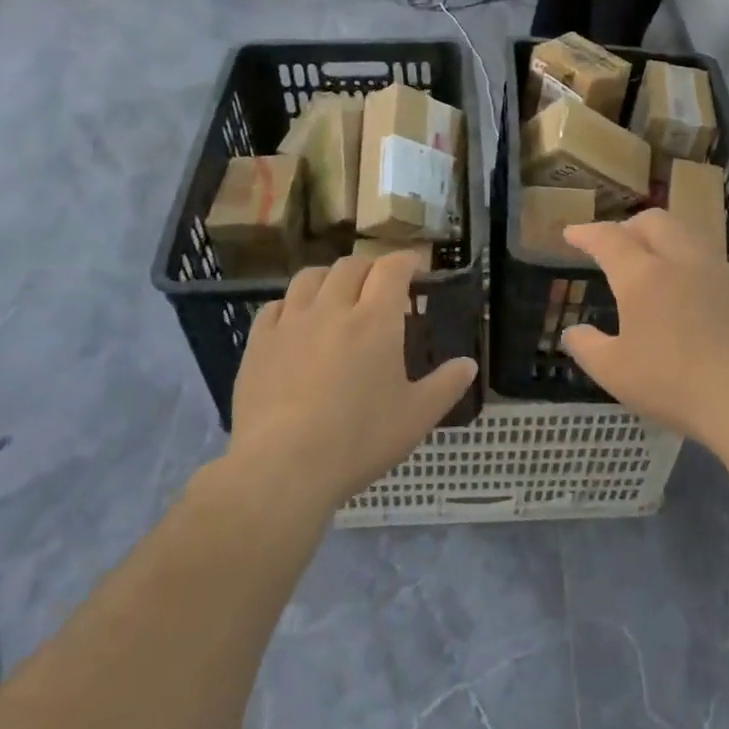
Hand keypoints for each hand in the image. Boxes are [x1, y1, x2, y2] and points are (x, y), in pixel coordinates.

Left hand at [230, 252, 477, 514]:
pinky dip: (293, 303)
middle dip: (370, 268)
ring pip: (309, 277)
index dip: (406, 260)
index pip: (391, 269)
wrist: (282, 467)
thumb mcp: (416, 418)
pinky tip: (297, 322)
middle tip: (380, 285)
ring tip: (337, 294)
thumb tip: (469, 365)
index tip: (415, 266)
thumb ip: (446, 386)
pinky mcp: (259, 342)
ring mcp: (290, 323)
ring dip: (330, 277)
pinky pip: (276, 305)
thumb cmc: (358, 440)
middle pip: (351, 266)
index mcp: (375, 321)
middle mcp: (332, 308)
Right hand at [561, 210, 728, 454]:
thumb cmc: (673, 385)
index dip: (587, 233)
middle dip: (629, 226)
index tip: (571, 234)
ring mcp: (722, 274)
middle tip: (616, 245)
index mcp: (644, 276)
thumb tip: (573, 332)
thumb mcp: (614, 373)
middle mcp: (683, 262)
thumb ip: (586, 347)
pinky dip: (694, 269)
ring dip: (665, 242)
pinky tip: (694, 299)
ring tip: (655, 266)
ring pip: (689, 237)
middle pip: (654, 221)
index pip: (609, 239)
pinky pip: (715, 266)